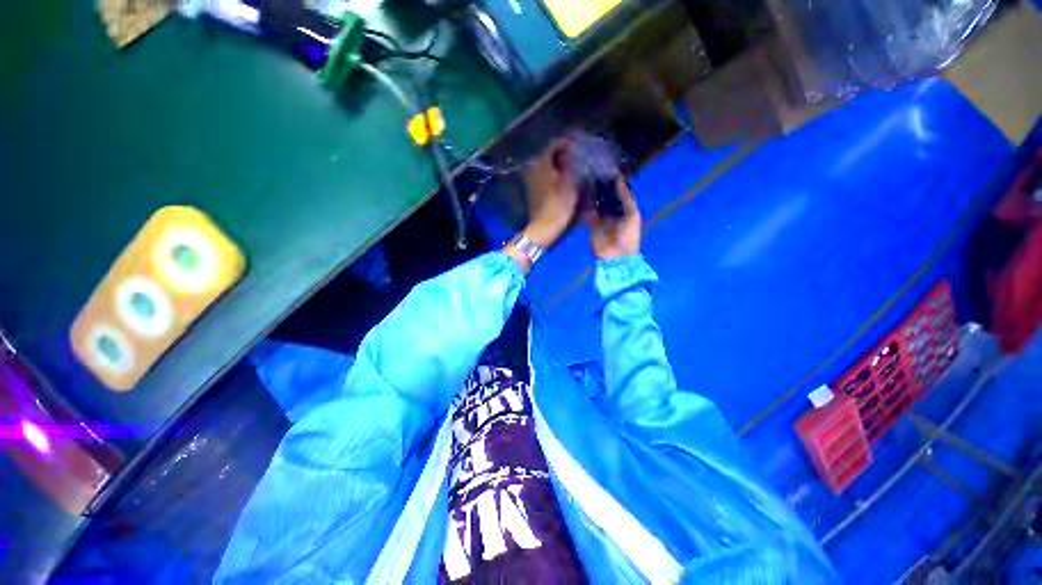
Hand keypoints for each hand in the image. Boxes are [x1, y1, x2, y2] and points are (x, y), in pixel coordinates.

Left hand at [520, 138, 579, 247]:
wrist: (543, 228)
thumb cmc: (557, 205)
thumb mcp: (569, 183)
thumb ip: (572, 163)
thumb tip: (575, 149)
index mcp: (541, 163)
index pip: (555, 143)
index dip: (569, 142)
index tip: (582, 144)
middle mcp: (533, 167)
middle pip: (551, 153)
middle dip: (566, 152)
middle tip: (581, 154)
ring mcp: (532, 179)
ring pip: (549, 164)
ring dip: (561, 163)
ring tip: (576, 165)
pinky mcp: (534, 189)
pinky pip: (547, 174)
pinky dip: (556, 173)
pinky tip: (567, 177)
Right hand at [585, 178, 641, 257]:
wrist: (616, 256)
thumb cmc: (629, 236)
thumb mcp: (633, 215)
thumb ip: (627, 198)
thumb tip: (620, 179)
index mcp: (625, 210)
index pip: (618, 193)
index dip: (615, 183)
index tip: (609, 170)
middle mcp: (612, 212)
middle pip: (606, 197)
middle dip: (602, 187)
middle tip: (595, 171)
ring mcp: (601, 218)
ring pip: (596, 203)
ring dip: (593, 194)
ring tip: (588, 178)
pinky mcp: (590, 224)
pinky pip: (587, 212)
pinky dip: (585, 204)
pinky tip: (582, 193)